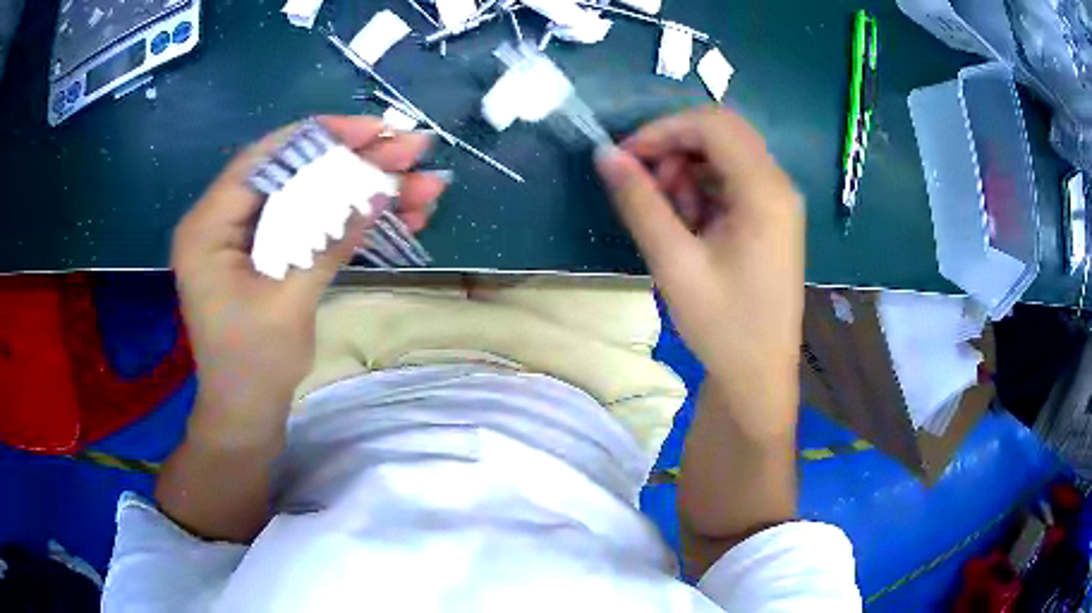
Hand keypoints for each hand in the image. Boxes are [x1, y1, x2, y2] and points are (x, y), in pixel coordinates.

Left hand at [171, 116, 446, 440]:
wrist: (246, 415)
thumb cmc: (253, 366)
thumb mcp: (288, 303)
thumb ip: (328, 241)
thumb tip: (378, 190)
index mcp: (210, 225)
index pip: (268, 158)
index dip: (324, 137)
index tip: (376, 130)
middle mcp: (226, 219)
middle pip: (297, 172)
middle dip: (359, 162)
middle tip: (414, 151)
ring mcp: (252, 236)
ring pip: (314, 196)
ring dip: (368, 191)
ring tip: (425, 187)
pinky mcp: (273, 253)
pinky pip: (316, 223)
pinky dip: (356, 220)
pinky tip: (402, 215)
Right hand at [595, 107, 803, 436]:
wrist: (758, 377)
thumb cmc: (722, 326)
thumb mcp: (674, 262)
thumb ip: (640, 202)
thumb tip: (604, 154)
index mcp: (765, 191)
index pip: (712, 124)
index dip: (662, 130)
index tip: (625, 159)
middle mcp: (778, 185)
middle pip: (721, 133)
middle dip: (675, 148)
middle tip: (646, 188)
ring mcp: (777, 201)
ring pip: (725, 156)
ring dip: (687, 172)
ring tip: (668, 218)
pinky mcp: (770, 218)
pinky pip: (731, 182)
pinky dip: (701, 191)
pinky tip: (688, 227)